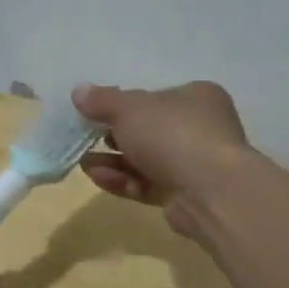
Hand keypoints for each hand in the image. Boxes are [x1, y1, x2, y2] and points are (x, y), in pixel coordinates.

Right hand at [72, 81, 251, 236]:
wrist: (209, 191)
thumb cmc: (172, 134)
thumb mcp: (129, 109)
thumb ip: (102, 100)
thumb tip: (79, 91)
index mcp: (196, 98)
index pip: (156, 97)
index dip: (125, 104)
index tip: (97, 111)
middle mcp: (201, 129)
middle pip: (149, 130)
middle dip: (114, 136)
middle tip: (87, 137)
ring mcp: (195, 164)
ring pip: (146, 160)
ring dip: (113, 161)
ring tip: (83, 163)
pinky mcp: (185, 196)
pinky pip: (148, 184)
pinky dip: (122, 180)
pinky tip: (97, 177)